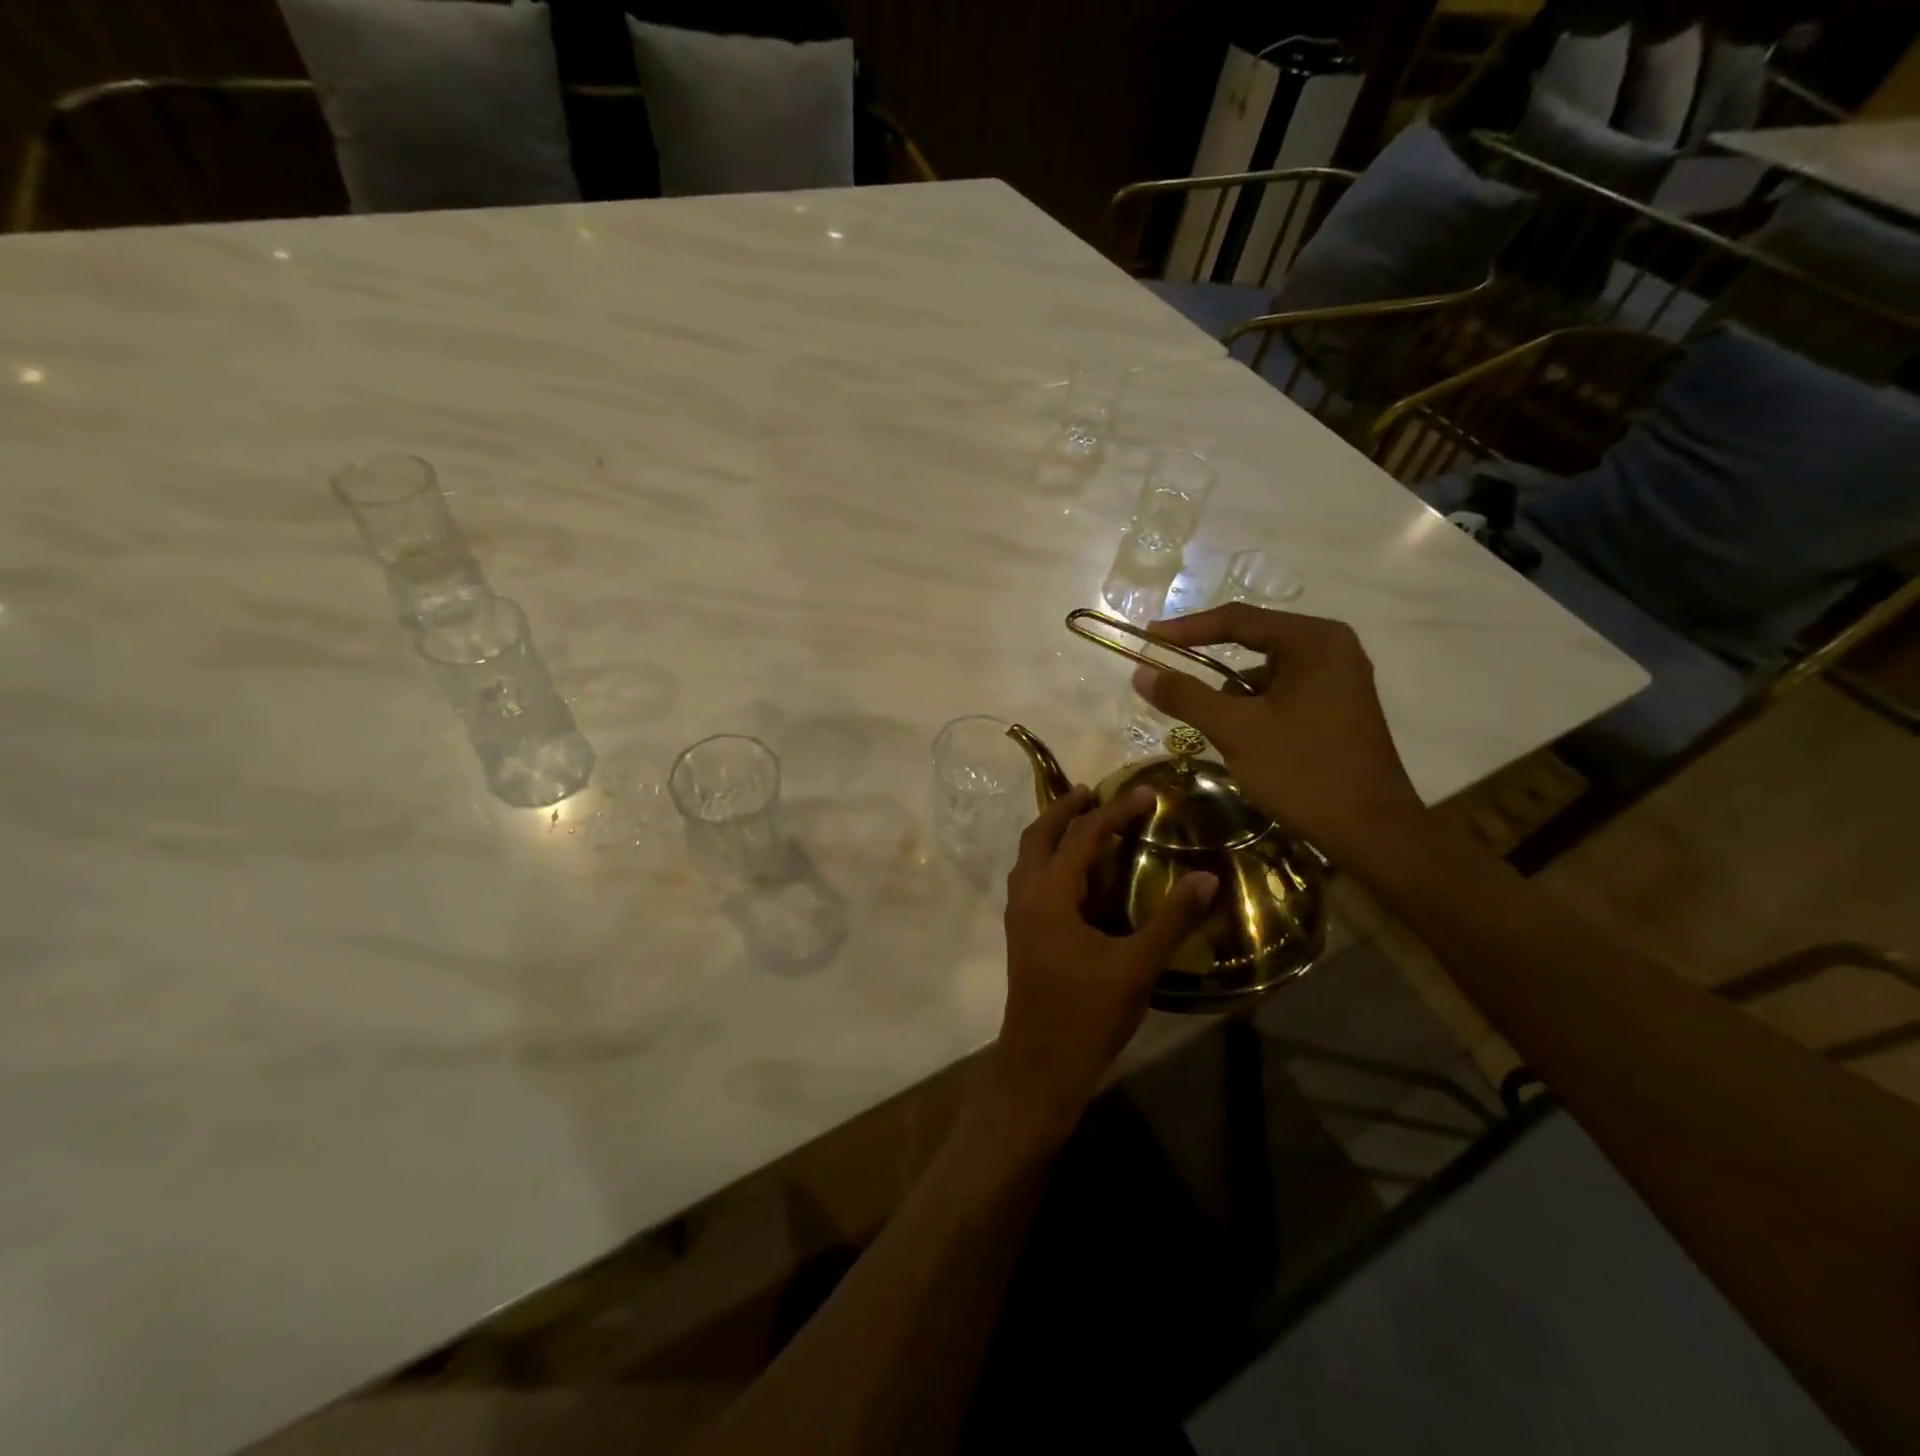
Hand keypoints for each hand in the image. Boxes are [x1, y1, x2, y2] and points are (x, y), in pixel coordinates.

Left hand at [980, 786, 1217, 1144]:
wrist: (1041, 1063)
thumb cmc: (1088, 1013)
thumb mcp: (1137, 966)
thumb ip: (1171, 920)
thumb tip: (1206, 878)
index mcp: (1050, 894)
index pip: (1082, 835)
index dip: (1115, 811)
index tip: (1146, 795)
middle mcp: (1026, 895)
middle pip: (1039, 835)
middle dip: (1065, 808)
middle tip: (1093, 791)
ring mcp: (1017, 914)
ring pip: (1027, 856)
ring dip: (1051, 832)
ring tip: (1081, 820)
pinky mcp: (1020, 932)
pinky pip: (1028, 877)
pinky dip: (1047, 858)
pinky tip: (1073, 873)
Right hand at [1131, 604, 1425, 864]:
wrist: (1371, 832)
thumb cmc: (1303, 772)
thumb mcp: (1236, 731)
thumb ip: (1186, 697)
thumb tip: (1141, 672)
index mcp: (1314, 640)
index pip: (1238, 619)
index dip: (1187, 628)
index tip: (1148, 637)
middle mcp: (1332, 648)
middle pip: (1253, 643)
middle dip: (1209, 665)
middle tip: (1167, 674)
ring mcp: (1339, 679)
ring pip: (1265, 674)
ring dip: (1233, 695)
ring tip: (1211, 726)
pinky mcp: (1339, 707)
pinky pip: (1283, 693)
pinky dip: (1256, 709)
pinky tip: (1243, 741)